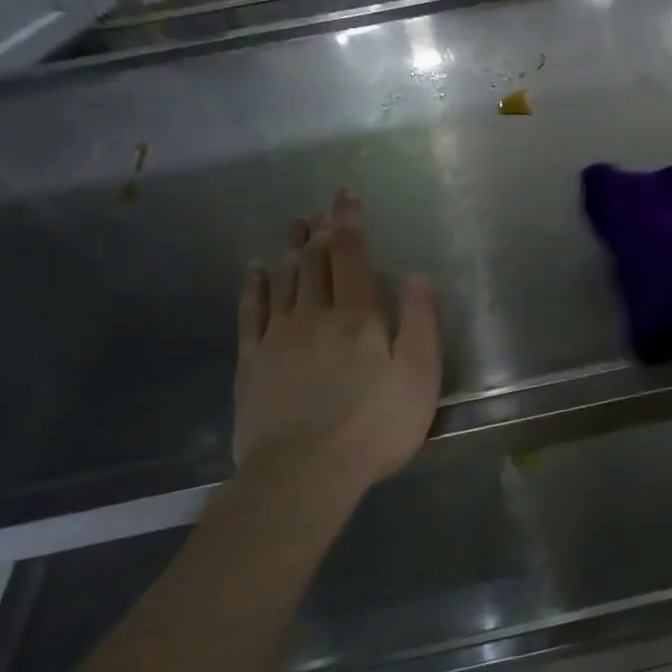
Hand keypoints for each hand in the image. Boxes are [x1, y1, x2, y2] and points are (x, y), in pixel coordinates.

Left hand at [232, 189, 440, 493]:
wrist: (303, 474)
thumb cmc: (375, 425)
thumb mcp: (419, 376)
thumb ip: (420, 322)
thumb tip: (415, 276)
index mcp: (358, 316)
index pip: (351, 256)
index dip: (349, 223)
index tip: (345, 196)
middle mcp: (314, 316)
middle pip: (315, 263)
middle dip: (320, 232)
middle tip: (319, 209)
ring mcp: (277, 338)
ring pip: (284, 281)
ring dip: (290, 251)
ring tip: (293, 227)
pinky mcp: (251, 364)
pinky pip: (251, 314)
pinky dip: (255, 289)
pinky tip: (255, 273)